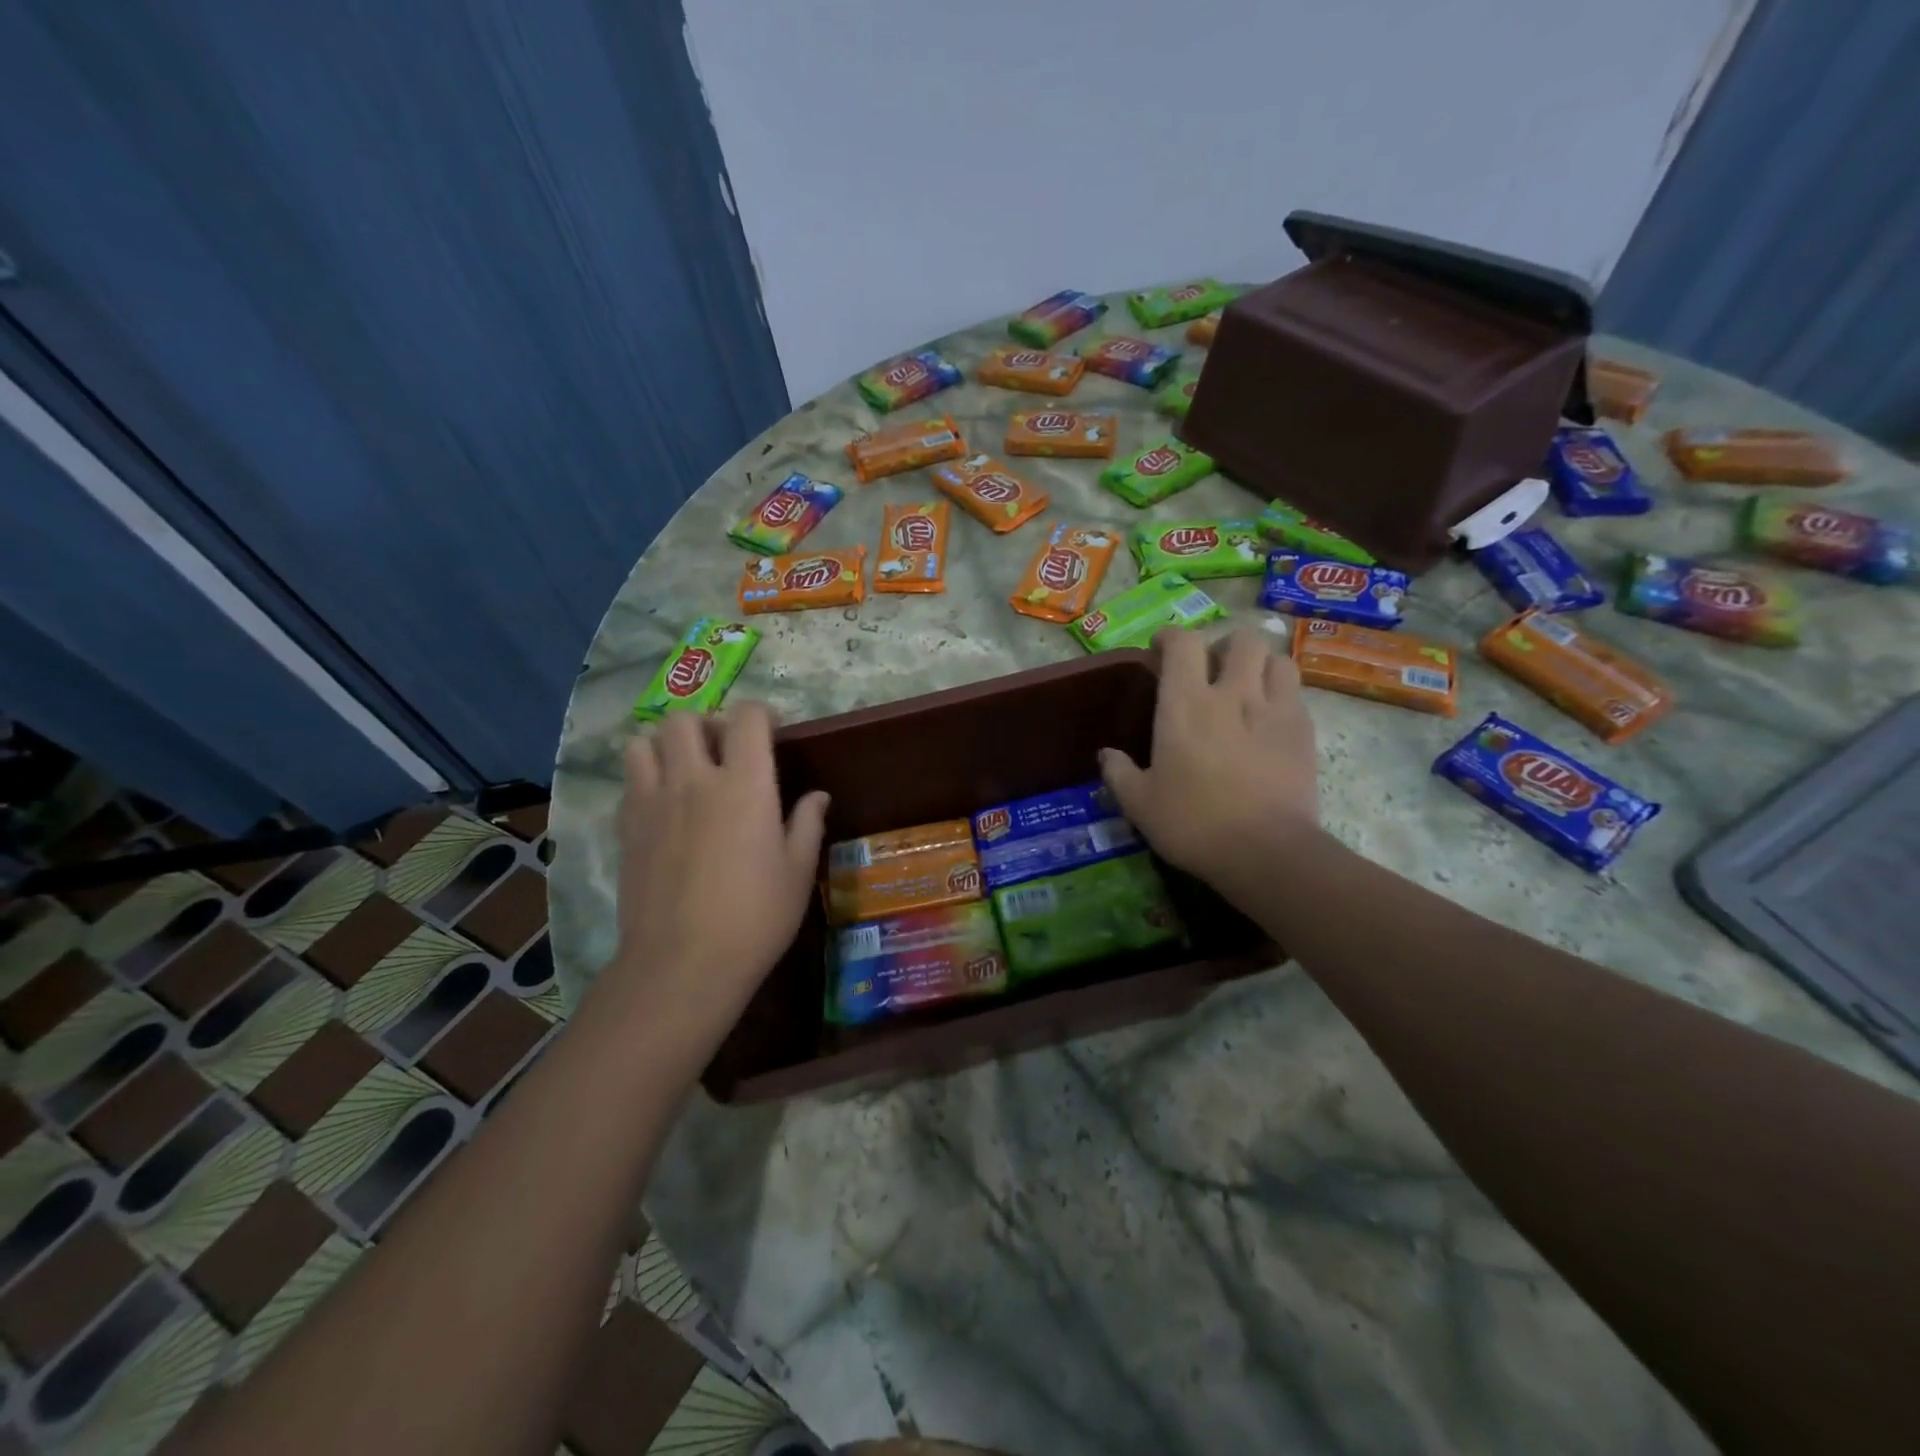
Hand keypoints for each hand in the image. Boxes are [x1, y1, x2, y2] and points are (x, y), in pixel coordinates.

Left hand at [609, 705, 827, 1045]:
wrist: (682, 963)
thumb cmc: (755, 917)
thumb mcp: (798, 871)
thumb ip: (807, 823)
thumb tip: (817, 795)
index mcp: (744, 784)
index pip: (748, 716)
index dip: (762, 715)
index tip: (773, 736)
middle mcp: (694, 779)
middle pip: (685, 719)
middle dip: (707, 725)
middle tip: (723, 753)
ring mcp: (652, 802)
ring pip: (643, 743)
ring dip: (665, 747)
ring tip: (684, 773)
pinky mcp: (625, 828)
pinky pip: (629, 783)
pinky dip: (645, 782)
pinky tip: (664, 811)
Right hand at [1099, 628, 1317, 889]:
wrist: (1266, 851)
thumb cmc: (1193, 824)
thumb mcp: (1140, 804)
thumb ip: (1119, 773)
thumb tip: (1105, 755)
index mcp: (1185, 704)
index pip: (1182, 643)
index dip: (1170, 637)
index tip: (1160, 650)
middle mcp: (1232, 694)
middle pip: (1240, 639)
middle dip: (1225, 646)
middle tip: (1213, 670)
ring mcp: (1274, 709)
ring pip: (1276, 659)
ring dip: (1260, 665)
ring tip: (1250, 687)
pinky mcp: (1304, 731)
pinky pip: (1296, 693)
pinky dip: (1282, 695)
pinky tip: (1270, 721)